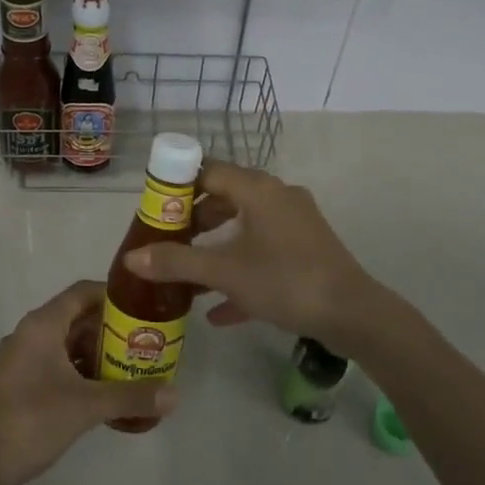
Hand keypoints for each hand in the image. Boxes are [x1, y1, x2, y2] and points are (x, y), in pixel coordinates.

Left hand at [0, 280, 176, 484]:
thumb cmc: (30, 420)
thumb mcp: (86, 406)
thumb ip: (131, 396)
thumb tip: (175, 394)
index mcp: (42, 324)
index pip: (82, 292)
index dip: (113, 296)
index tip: (143, 308)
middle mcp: (30, 335)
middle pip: (77, 319)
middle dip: (110, 331)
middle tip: (145, 344)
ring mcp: (21, 362)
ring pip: (66, 346)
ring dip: (96, 356)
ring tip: (131, 370)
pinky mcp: (18, 387)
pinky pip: (56, 369)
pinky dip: (80, 376)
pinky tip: (103, 397)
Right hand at [125, 162, 382, 354]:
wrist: (353, 314)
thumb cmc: (285, 281)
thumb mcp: (225, 273)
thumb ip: (177, 263)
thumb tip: (131, 259)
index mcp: (257, 189)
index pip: (208, 171)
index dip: (178, 186)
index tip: (155, 209)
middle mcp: (277, 196)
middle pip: (225, 197)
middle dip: (194, 221)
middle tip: (168, 242)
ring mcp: (296, 222)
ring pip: (245, 226)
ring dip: (216, 247)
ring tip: (188, 272)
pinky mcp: (307, 248)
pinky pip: (265, 251)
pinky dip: (241, 269)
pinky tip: (219, 309)